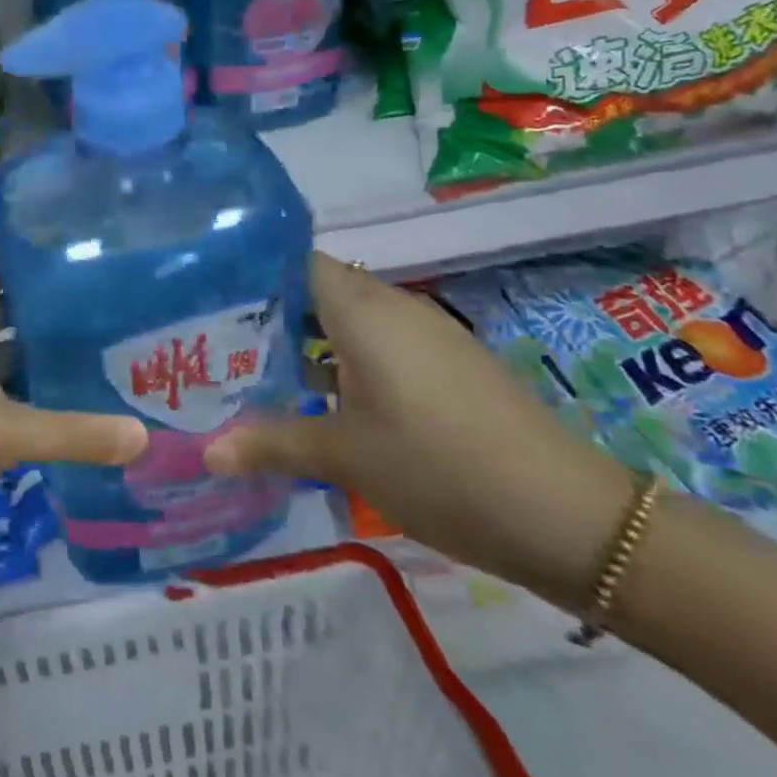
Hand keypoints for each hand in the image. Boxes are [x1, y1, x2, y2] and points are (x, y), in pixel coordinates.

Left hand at [0, 220, 147, 552]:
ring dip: (22, 314)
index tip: (76, 219)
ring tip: (83, 308)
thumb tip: (144, 437)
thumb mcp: (0, 435)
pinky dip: (4, 348)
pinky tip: (45, 364)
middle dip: (37, 271)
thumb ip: (72, 432)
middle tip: (96, 266)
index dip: (26, 222)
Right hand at [206, 254, 633, 608]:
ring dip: (310, 342)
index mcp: (361, 308)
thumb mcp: (344, 457)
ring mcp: (427, 333)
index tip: (211, 301)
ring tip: (263, 372)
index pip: (293, 260)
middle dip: (272, 313)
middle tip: (223, 343)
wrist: (571, 516)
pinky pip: (382, 343)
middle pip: (318, 288)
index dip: (252, 273)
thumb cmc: (439, 467)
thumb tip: (204, 453)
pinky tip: (329, 402)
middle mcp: (392, 305)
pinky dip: (348, 361)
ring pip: (351, 319)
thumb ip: (271, 443)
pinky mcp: (451, 363)